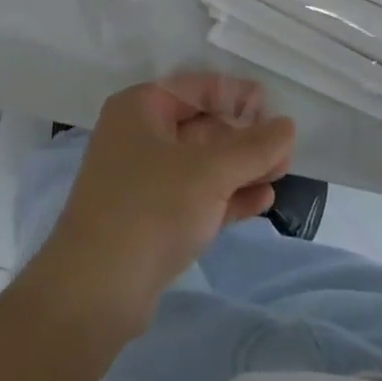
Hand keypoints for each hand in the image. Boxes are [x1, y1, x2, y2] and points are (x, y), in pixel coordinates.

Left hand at [24, 75, 293, 336]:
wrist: (94, 293)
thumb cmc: (150, 209)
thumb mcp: (210, 172)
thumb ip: (253, 147)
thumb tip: (287, 125)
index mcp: (140, 107)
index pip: (195, 87)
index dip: (235, 94)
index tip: (271, 107)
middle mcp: (138, 136)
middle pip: (200, 125)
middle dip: (244, 137)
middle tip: (285, 148)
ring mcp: (142, 180)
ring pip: (201, 164)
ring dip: (240, 168)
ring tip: (282, 173)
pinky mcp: (150, 219)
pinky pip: (195, 196)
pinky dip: (227, 196)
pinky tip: (263, 200)